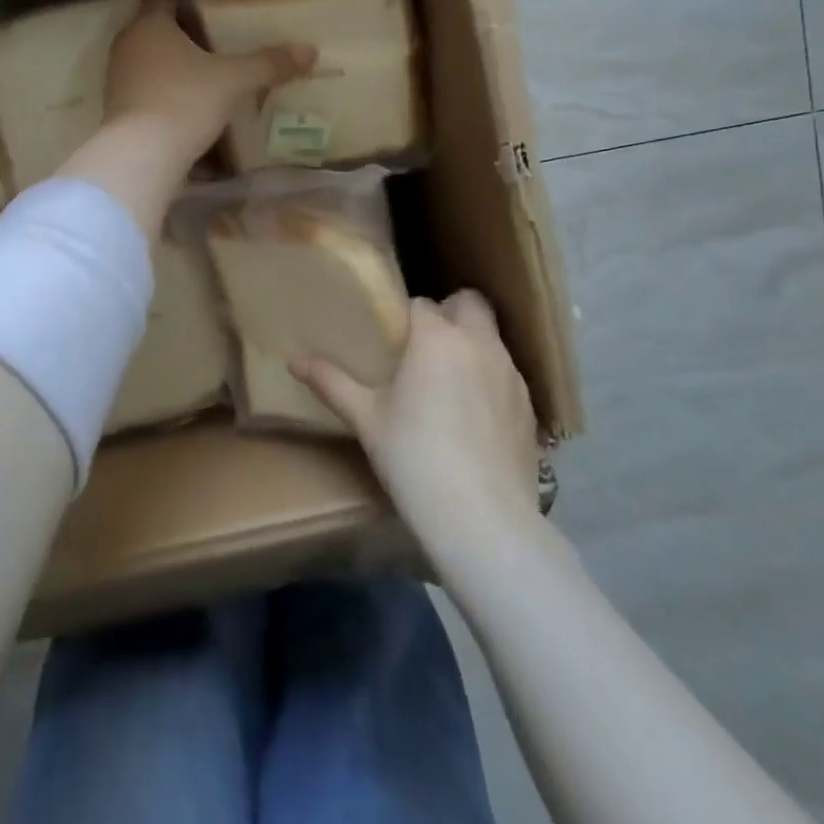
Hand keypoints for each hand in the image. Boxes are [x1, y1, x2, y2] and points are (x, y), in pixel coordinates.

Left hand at [105, 0, 314, 169]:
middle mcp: (128, 45)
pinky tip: (192, 106)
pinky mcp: (119, 110)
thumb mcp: (233, 80)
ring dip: (175, 67)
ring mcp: (118, 79)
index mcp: (149, 25)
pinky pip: (147, 91)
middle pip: (157, 30)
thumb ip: (268, 64)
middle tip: (220, 41)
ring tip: (210, 75)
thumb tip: (309, 50)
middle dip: (185, 35)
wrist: (141, 157)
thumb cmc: (184, 101)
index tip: (215, 7)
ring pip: (151, 62)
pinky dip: (167, 93)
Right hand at [292, 290, 543, 550]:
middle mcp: (480, 344)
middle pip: (470, 303)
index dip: (406, 316)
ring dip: (472, 345)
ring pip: (492, 339)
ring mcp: (511, 375)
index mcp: (437, 338)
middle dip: (450, 312)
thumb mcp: (366, 419)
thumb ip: (331, 382)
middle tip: (426, 343)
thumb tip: (291, 359)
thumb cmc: (414, 457)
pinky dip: (490, 380)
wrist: (483, 519)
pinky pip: (507, 375)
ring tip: (448, 382)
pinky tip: (473, 417)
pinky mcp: (531, 408)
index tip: (392, 337)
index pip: (422, 303)